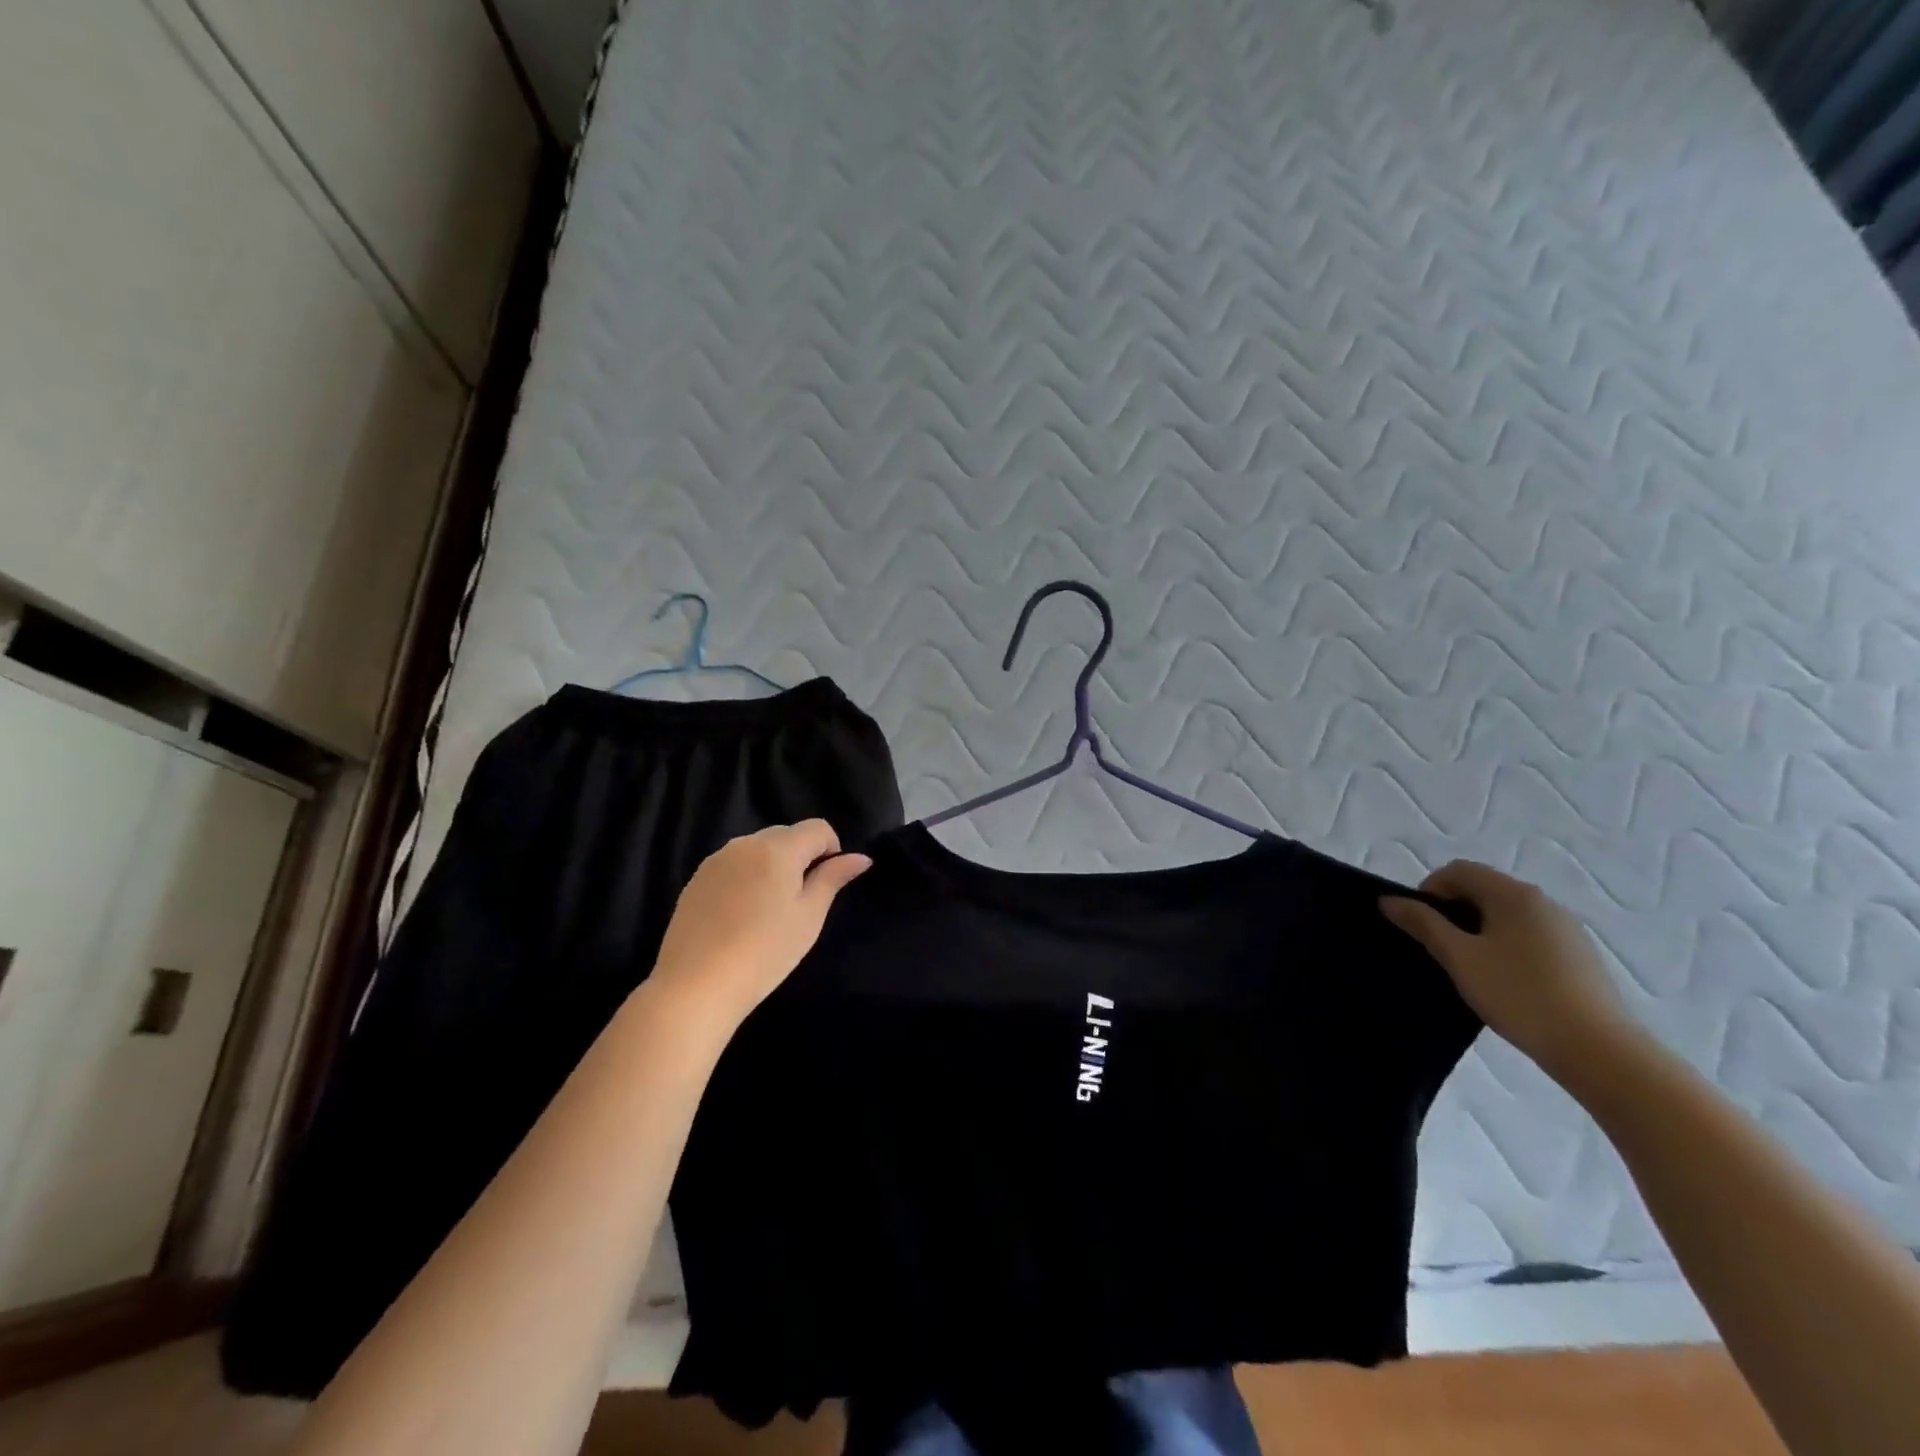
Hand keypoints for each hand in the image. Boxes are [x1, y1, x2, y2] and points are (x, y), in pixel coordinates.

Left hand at [650, 821, 870, 1022]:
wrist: (697, 985)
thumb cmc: (765, 951)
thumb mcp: (809, 916)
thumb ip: (833, 878)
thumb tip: (861, 857)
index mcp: (778, 848)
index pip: (818, 828)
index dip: (831, 850)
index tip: (825, 885)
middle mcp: (745, 843)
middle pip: (786, 835)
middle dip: (800, 858)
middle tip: (799, 903)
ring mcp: (716, 860)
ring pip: (758, 850)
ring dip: (772, 867)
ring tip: (767, 912)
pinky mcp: (696, 880)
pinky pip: (733, 866)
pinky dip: (746, 879)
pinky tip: (739, 918)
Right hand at [1380, 860, 1643, 1088]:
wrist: (1600, 1051)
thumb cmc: (1519, 995)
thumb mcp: (1459, 958)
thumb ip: (1423, 924)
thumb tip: (1389, 900)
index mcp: (1513, 894)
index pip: (1458, 871)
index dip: (1429, 890)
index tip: (1419, 925)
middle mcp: (1543, 902)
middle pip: (1484, 889)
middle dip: (1453, 911)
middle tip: (1439, 948)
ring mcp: (1567, 929)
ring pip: (1507, 915)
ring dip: (1479, 930)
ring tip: (1470, 968)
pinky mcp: (1580, 956)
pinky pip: (1530, 936)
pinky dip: (1507, 946)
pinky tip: (1505, 982)